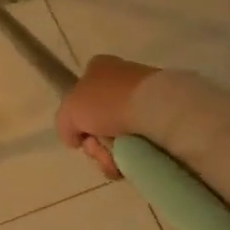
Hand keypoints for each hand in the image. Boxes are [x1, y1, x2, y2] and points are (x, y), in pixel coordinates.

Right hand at [56, 55, 159, 176]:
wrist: (155, 109)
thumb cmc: (106, 102)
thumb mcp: (69, 112)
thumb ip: (64, 125)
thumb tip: (75, 139)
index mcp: (99, 68)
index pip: (82, 94)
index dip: (78, 119)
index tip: (83, 135)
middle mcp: (122, 79)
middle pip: (99, 120)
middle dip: (96, 143)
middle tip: (99, 151)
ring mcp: (145, 98)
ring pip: (120, 135)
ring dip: (113, 154)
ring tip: (118, 162)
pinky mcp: (165, 117)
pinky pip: (142, 141)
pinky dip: (135, 156)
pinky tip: (134, 162)